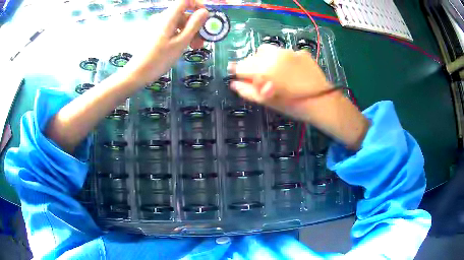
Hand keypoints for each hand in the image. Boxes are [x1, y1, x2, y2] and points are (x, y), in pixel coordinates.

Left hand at [123, 0, 208, 86]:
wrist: (137, 73)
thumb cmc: (159, 59)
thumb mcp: (181, 42)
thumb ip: (194, 25)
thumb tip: (204, 11)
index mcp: (168, 17)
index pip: (185, 1)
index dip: (198, 5)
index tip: (205, 18)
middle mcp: (162, 18)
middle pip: (183, 13)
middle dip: (196, 24)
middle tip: (202, 41)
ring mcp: (158, 26)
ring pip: (179, 23)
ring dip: (189, 32)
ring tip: (194, 47)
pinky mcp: (155, 34)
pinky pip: (171, 29)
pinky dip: (180, 35)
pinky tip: (183, 47)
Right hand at [228, 44, 331, 117]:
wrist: (323, 102)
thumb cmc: (294, 105)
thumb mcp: (268, 101)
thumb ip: (248, 91)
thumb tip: (234, 84)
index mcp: (265, 68)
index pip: (242, 66)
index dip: (238, 72)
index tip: (238, 76)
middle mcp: (275, 55)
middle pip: (254, 55)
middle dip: (253, 65)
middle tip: (259, 78)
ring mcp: (289, 51)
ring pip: (268, 50)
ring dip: (266, 59)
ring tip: (275, 72)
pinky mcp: (301, 52)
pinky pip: (285, 52)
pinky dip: (282, 60)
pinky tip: (290, 71)